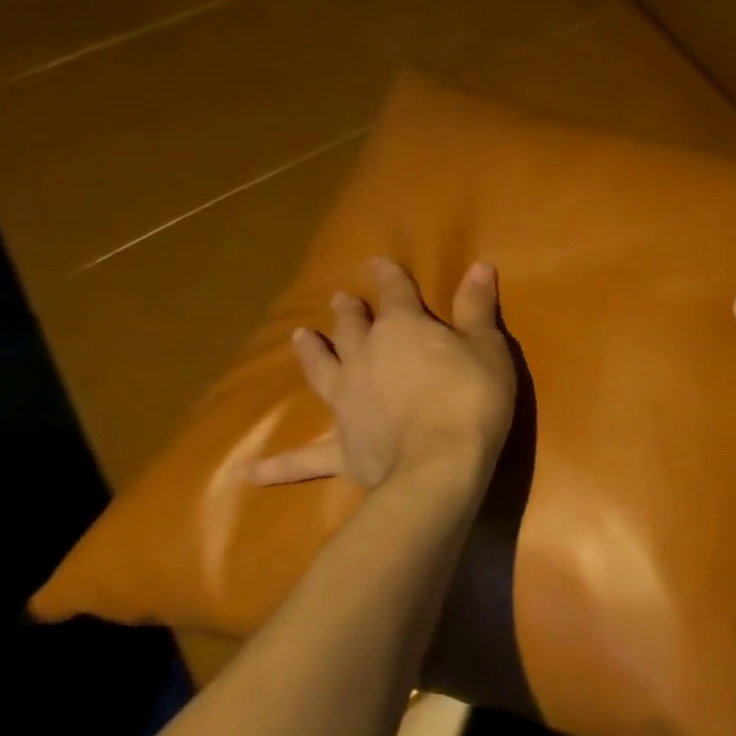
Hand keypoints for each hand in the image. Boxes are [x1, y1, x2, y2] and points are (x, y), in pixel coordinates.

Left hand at [249, 259, 515, 496]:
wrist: (439, 465)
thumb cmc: (472, 397)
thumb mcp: (487, 346)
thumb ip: (477, 307)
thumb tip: (479, 265)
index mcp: (402, 329)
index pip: (395, 293)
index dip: (388, 277)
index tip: (377, 263)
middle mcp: (365, 358)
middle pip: (351, 328)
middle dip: (348, 312)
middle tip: (340, 299)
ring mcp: (346, 402)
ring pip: (322, 372)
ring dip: (310, 354)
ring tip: (300, 337)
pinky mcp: (341, 448)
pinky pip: (303, 459)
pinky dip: (277, 465)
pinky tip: (248, 472)